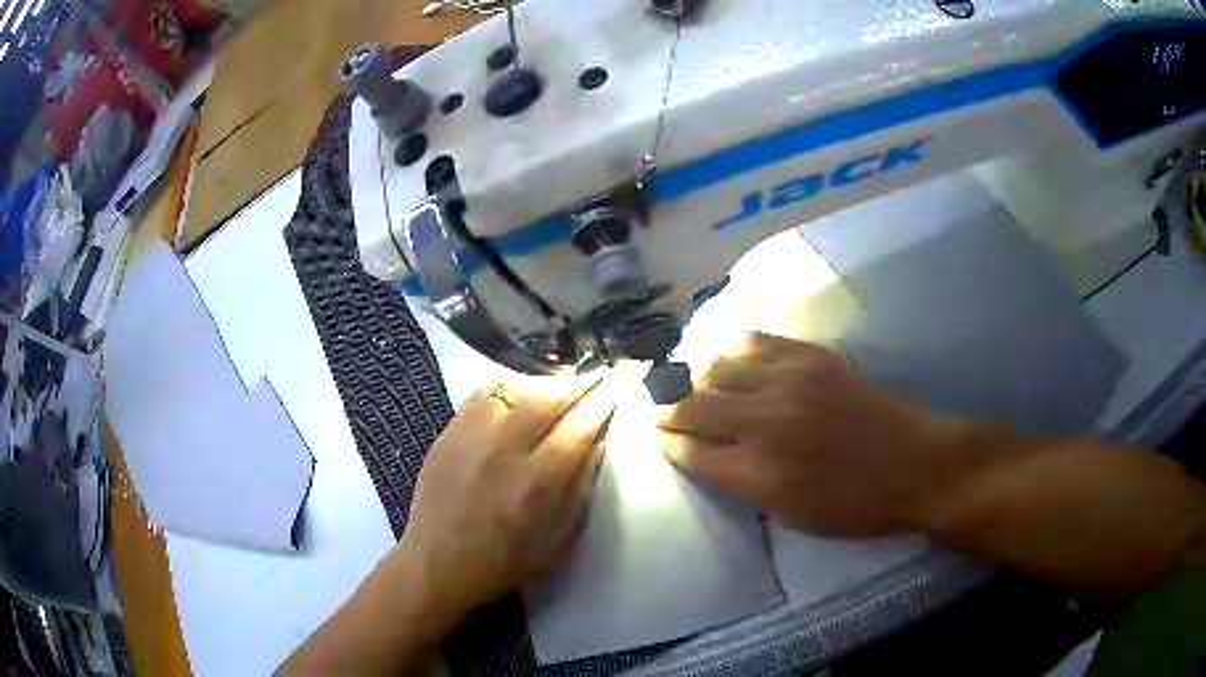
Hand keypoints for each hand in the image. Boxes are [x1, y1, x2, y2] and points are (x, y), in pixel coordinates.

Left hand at [397, 375, 614, 626]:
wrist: (438, 563)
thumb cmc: (506, 562)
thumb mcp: (558, 540)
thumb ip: (581, 489)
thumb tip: (599, 442)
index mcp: (537, 484)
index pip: (578, 426)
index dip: (603, 399)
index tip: (621, 381)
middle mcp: (504, 451)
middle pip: (546, 398)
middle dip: (578, 382)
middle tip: (598, 375)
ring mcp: (470, 437)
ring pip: (513, 389)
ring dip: (544, 383)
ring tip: (561, 385)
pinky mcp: (448, 434)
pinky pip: (482, 395)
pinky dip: (508, 388)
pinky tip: (520, 393)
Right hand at [658, 333, 958, 536]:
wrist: (917, 466)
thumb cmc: (857, 507)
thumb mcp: (793, 517)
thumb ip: (745, 485)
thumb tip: (711, 457)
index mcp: (762, 472)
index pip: (692, 452)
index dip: (668, 446)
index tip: (656, 439)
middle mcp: (768, 421)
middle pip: (694, 406)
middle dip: (667, 411)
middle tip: (658, 413)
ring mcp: (792, 380)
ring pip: (717, 367)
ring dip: (697, 379)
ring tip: (694, 387)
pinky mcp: (813, 357)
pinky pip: (756, 342)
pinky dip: (731, 352)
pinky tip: (728, 360)